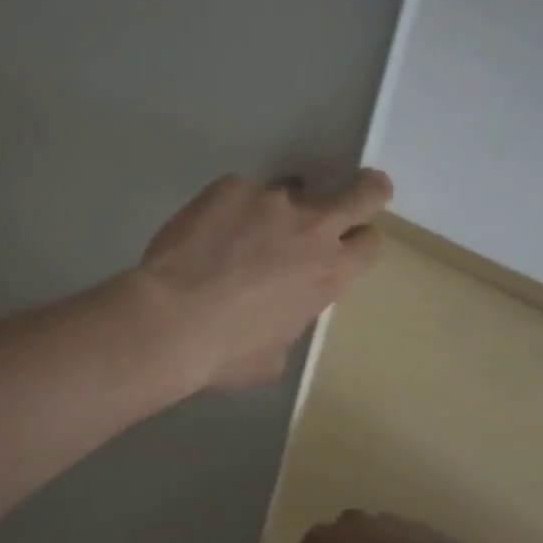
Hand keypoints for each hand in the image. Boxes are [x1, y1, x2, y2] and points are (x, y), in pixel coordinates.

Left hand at [138, 171, 391, 390]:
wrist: (170, 319)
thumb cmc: (225, 351)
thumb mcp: (276, 354)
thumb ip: (291, 319)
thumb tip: (281, 309)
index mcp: (329, 272)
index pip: (371, 243)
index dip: (360, 243)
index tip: (345, 246)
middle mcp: (310, 227)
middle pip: (363, 191)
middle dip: (365, 190)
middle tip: (351, 195)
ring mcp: (270, 199)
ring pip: (290, 190)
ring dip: (275, 210)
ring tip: (240, 233)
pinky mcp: (230, 187)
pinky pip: (240, 193)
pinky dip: (229, 210)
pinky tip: (204, 235)